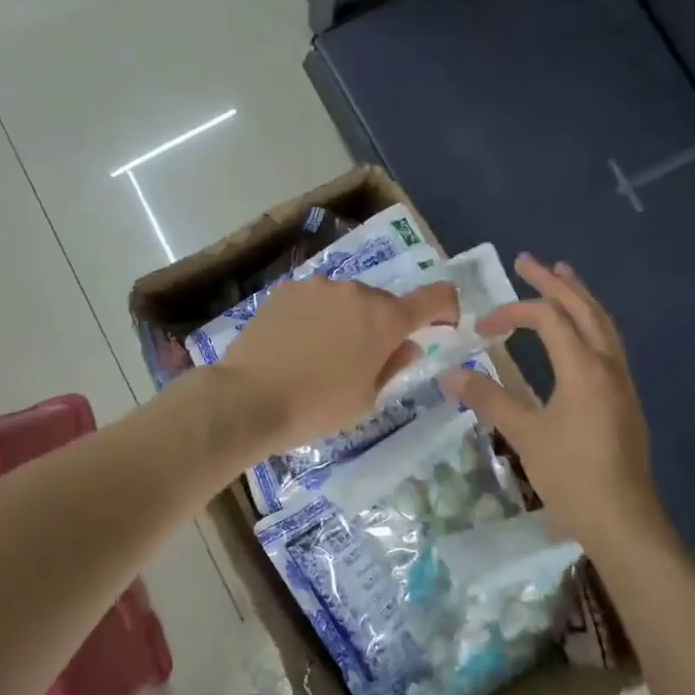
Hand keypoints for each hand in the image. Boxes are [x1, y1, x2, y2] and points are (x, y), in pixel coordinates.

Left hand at [215, 275, 460, 452]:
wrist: (247, 398)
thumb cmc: (315, 407)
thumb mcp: (365, 399)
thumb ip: (393, 366)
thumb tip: (408, 346)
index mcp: (384, 319)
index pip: (433, 297)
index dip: (446, 307)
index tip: (443, 323)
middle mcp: (354, 291)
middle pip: (382, 302)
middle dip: (382, 325)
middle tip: (365, 358)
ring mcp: (316, 286)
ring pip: (345, 299)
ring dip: (346, 318)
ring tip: (323, 352)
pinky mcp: (285, 289)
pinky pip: (313, 299)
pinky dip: (315, 315)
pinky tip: (296, 342)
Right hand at [440, 253, 670, 557]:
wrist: (623, 520)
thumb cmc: (571, 475)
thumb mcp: (524, 434)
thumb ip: (488, 399)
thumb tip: (449, 374)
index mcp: (583, 368)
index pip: (548, 318)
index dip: (512, 313)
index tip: (481, 329)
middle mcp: (608, 365)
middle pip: (583, 309)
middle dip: (554, 282)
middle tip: (527, 261)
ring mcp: (621, 382)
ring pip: (603, 324)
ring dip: (579, 297)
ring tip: (563, 275)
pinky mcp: (624, 400)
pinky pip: (608, 344)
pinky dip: (589, 323)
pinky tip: (578, 332)